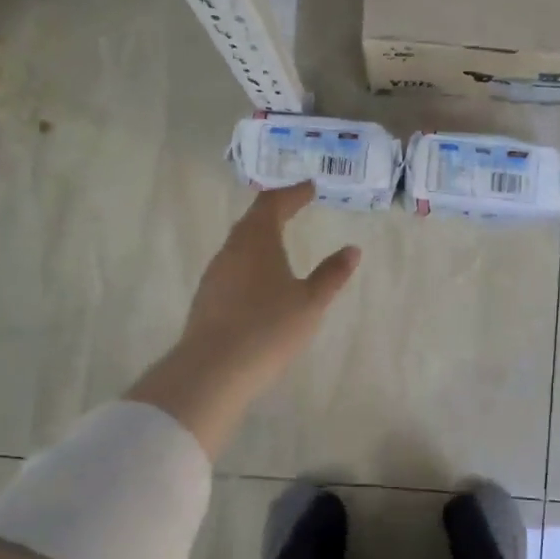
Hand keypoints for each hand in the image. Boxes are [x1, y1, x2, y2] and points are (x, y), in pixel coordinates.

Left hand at [126, 183, 360, 458]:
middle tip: (295, 206)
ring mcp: (215, 274)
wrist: (213, 370)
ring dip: (260, 236)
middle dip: (275, 210)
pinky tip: (260, 279)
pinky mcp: (207, 298)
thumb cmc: (268, 329)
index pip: (273, 204)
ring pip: (239, 244)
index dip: (293, 193)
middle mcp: (231, 250)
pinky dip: (250, 261)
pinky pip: (232, 267)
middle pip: (252, 220)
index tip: (310, 188)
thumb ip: (331, 274)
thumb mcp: (310, 303)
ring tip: (280, 240)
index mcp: (257, 241)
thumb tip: (352, 249)